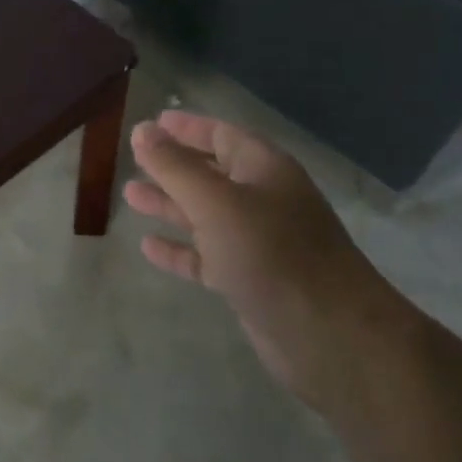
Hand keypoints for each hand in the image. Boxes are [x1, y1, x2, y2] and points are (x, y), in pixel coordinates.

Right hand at [126, 110, 402, 411]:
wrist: (331, 338)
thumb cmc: (272, 253)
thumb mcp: (215, 202)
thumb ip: (174, 166)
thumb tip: (142, 130)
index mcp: (264, 169)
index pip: (221, 135)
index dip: (186, 128)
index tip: (151, 123)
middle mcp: (263, 200)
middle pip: (211, 173)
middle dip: (173, 166)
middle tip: (133, 160)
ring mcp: (259, 243)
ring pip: (206, 215)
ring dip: (170, 204)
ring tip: (130, 195)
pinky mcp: (251, 281)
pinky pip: (207, 256)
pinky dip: (180, 249)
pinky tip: (148, 247)